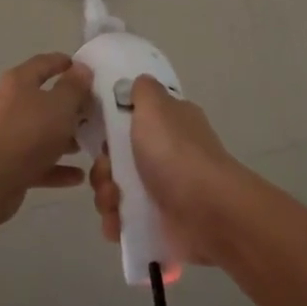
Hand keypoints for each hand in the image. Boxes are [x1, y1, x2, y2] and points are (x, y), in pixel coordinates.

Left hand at [0, 53, 93, 222]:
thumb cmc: (28, 133)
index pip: (43, 63)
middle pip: (43, 100)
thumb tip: (82, 68)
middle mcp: (9, 105)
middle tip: (95, 112)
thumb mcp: (60, 105)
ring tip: (89, 144)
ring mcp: (7, 136)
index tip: (86, 69)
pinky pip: (38, 163)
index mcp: (19, 82)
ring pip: (41, 133)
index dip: (64, 63)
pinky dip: (57, 167)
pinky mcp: (8, 166)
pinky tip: (79, 176)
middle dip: (70, 107)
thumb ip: (74, 87)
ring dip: (64, 138)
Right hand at [88, 76, 240, 267]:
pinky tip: (117, 223)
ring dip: (106, 196)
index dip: (111, 126)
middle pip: (117, 158)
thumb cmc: (176, 153)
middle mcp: (168, 155)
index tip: (100, 133)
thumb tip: (139, 82)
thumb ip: (143, 91)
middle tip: (107, 172)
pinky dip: (116, 222)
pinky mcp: (158, 223)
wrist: (206, 212)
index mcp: (171, 124)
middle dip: (103, 168)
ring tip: (114, 202)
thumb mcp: (156, 107)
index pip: (133, 119)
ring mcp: (163, 191)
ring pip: (116, 190)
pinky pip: (124, 220)